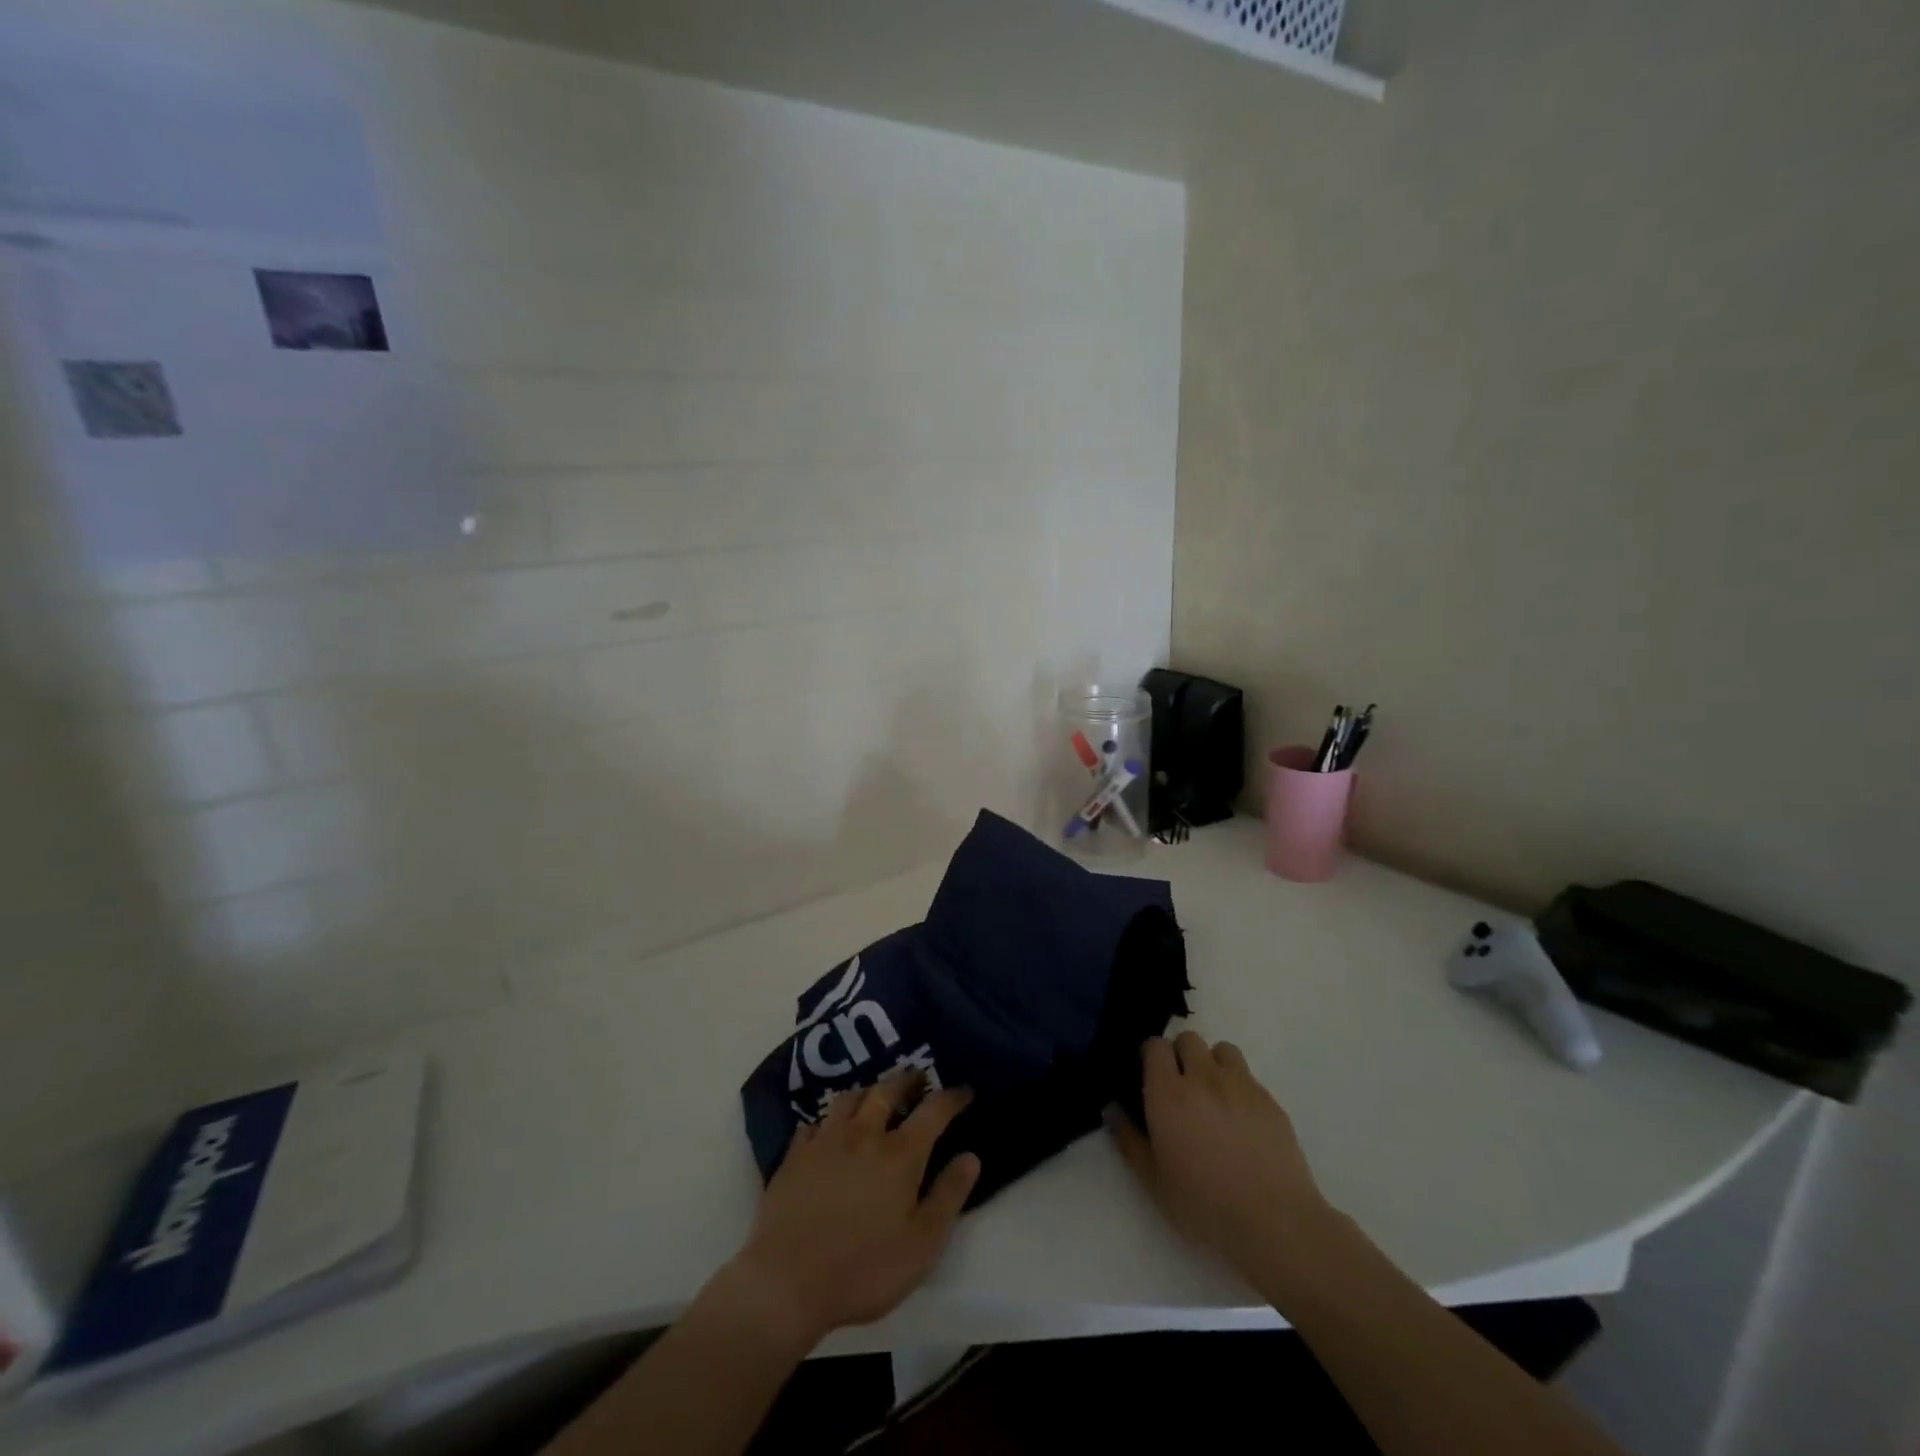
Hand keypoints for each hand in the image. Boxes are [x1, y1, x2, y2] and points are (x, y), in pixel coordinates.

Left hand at [723, 1072, 980, 1349]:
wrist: (787, 1282)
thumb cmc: (864, 1269)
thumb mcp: (922, 1244)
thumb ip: (948, 1196)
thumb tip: (970, 1156)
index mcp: (899, 1154)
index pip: (933, 1111)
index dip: (951, 1097)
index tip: (964, 1091)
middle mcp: (864, 1134)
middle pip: (887, 1091)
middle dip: (907, 1080)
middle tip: (918, 1079)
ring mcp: (825, 1141)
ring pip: (850, 1098)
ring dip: (868, 1091)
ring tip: (875, 1096)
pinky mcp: (795, 1156)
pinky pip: (815, 1123)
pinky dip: (829, 1121)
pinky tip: (829, 1130)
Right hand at [1109, 1032, 1334, 1284]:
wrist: (1275, 1223)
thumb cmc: (1205, 1206)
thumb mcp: (1154, 1182)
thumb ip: (1128, 1140)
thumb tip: (1110, 1108)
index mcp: (1169, 1093)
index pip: (1155, 1045)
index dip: (1151, 1056)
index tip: (1151, 1078)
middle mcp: (1203, 1078)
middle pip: (1188, 1039)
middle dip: (1181, 1055)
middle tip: (1181, 1087)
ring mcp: (1240, 1085)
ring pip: (1221, 1050)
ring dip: (1212, 1063)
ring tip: (1213, 1095)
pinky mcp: (1269, 1099)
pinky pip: (1248, 1076)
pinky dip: (1238, 1086)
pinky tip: (1241, 1120)